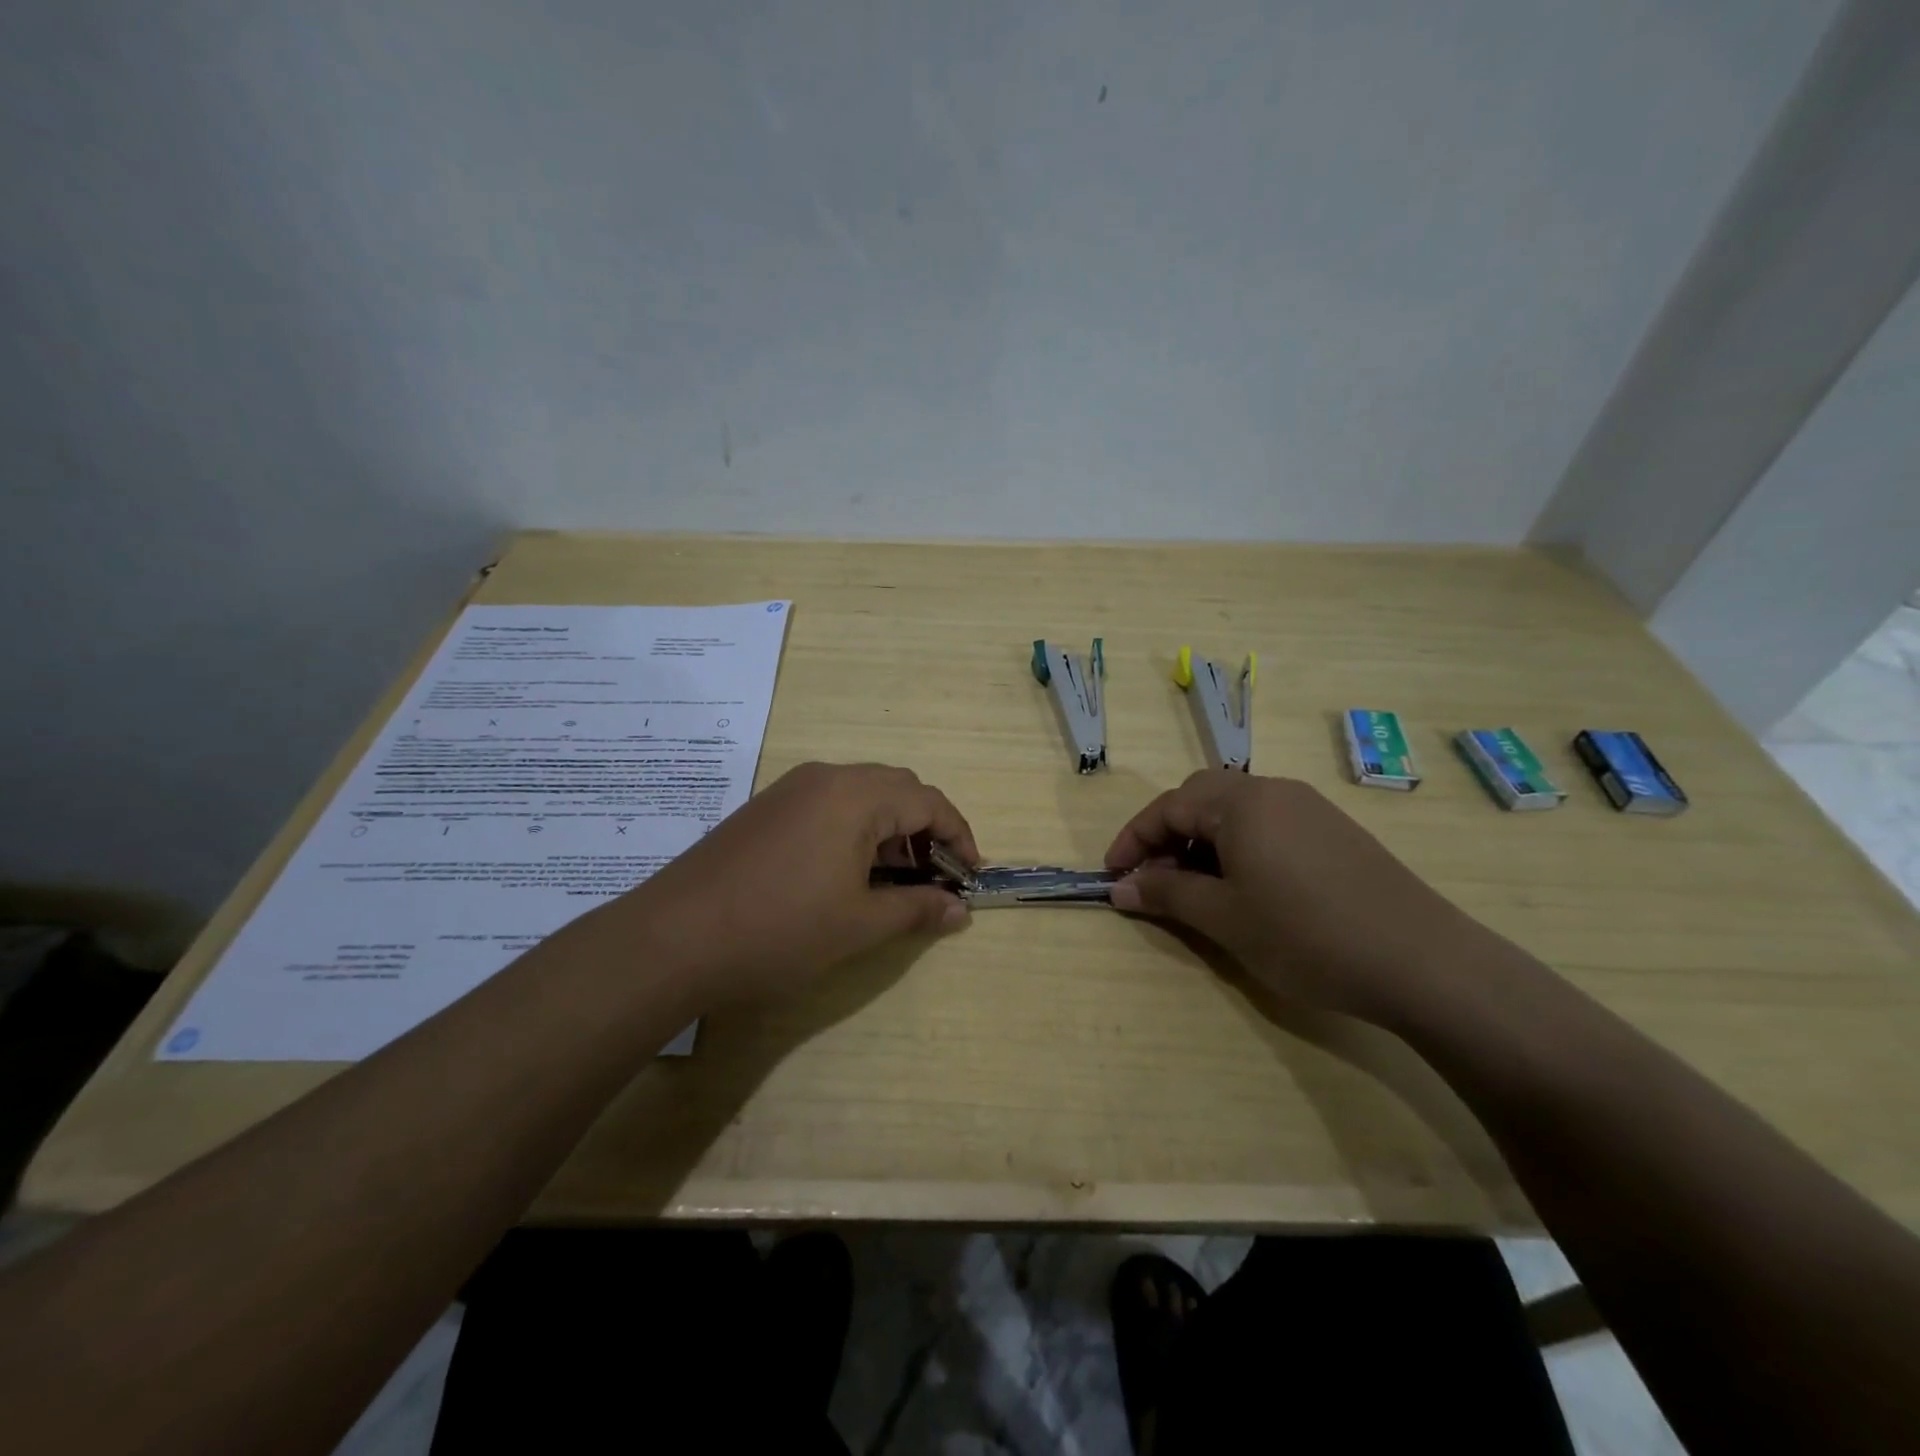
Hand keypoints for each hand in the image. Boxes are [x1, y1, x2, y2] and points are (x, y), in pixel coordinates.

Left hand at [616, 762, 977, 1006]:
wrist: (672, 939)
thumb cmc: (779, 929)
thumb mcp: (859, 925)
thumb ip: (917, 909)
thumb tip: (960, 910)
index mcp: (856, 795)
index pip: (929, 801)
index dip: (959, 836)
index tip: (970, 877)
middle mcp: (826, 777)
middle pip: (897, 789)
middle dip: (926, 830)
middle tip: (935, 879)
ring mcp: (790, 790)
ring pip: (862, 796)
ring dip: (891, 830)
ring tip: (895, 880)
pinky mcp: (766, 808)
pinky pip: (829, 806)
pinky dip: (856, 831)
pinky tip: (847, 873)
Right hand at [1105, 771, 1497, 1026]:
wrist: (1422, 961)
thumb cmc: (1306, 935)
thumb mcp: (1224, 917)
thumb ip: (1167, 894)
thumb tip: (1120, 888)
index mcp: (1240, 802)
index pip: (1168, 807)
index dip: (1133, 840)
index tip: (1112, 876)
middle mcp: (1274, 791)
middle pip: (1200, 799)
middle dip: (1167, 836)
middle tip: (1154, 880)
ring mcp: (1309, 808)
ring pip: (1236, 813)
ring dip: (1203, 843)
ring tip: (1197, 890)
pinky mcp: (1335, 831)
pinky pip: (1268, 826)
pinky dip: (1239, 848)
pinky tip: (1247, 888)